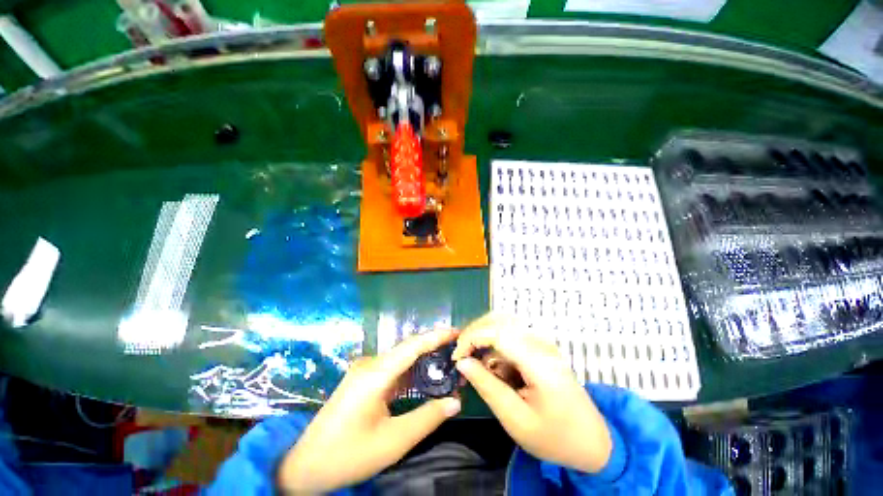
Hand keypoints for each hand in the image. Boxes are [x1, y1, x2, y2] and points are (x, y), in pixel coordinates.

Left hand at [278, 328, 461, 493]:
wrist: (306, 466)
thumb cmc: (349, 454)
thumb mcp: (393, 441)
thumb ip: (427, 418)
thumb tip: (455, 401)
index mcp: (376, 373)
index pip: (413, 346)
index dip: (436, 336)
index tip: (457, 332)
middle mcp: (371, 364)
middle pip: (408, 349)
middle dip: (434, 348)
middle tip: (458, 351)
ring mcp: (366, 371)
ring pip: (402, 359)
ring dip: (424, 362)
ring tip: (447, 364)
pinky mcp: (364, 380)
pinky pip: (394, 370)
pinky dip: (412, 373)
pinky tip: (426, 378)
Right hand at [452, 313, 612, 473]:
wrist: (594, 442)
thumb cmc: (555, 437)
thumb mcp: (516, 420)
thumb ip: (487, 387)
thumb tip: (462, 362)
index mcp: (539, 361)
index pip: (498, 332)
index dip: (472, 338)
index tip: (457, 357)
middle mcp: (541, 343)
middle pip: (500, 319)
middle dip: (475, 332)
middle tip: (463, 356)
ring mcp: (543, 343)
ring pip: (504, 323)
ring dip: (485, 338)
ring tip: (478, 364)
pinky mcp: (541, 347)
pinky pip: (512, 335)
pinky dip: (496, 346)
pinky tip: (496, 368)